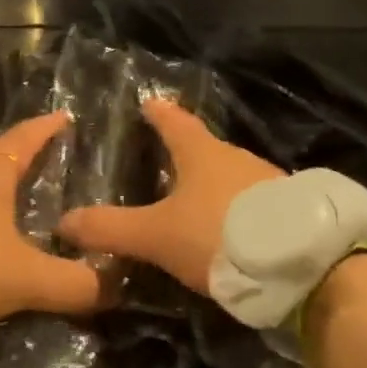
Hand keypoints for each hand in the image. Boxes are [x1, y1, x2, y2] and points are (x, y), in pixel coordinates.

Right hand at [58, 100, 281, 295]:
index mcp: (201, 153)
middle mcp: (236, 158)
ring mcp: (268, 182)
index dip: (158, 112)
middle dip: (185, 152)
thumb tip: (62, 222)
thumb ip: (110, 229)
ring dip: (212, 183)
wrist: (303, 265)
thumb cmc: (219, 235)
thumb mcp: (156, 235)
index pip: (174, 121)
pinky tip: (229, 229)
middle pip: (205, 148)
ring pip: (231, 175)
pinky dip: (235, 209)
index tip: (147, 102)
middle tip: (163, 160)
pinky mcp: (290, 211)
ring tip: (193, 199)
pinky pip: (253, 202)